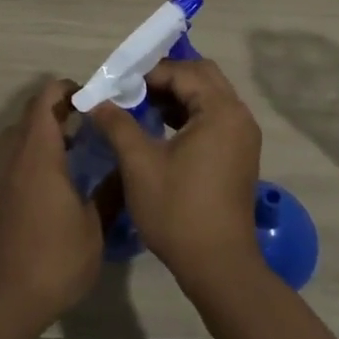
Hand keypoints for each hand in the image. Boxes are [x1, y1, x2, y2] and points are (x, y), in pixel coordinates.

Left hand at [0, 79, 102, 335]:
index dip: (67, 89)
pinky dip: (32, 154)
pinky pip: (13, 159)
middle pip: (30, 113)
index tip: (92, 100)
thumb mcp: (95, 227)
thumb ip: (110, 191)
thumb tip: (126, 168)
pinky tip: (56, 181)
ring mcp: (1, 178)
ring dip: (42, 131)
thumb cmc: (55, 259)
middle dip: (57, 108)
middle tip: (87, 121)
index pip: (45, 99)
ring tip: (73, 148)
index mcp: (38, 154)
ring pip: (17, 136)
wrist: (5, 302)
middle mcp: (15, 157)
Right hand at [92, 57, 262, 288]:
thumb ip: (117, 124)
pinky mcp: (240, 153)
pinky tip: (162, 128)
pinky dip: (189, 114)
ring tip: (142, 107)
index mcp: (220, 110)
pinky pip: (214, 116)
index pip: (181, 72)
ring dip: (177, 95)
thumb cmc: (178, 210)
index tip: (117, 85)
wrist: (218, 266)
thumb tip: (96, 101)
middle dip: (165, 78)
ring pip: (209, 95)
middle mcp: (238, 115)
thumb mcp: (139, 164)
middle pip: (201, 76)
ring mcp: (243, 135)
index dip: (147, 74)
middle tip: (132, 90)